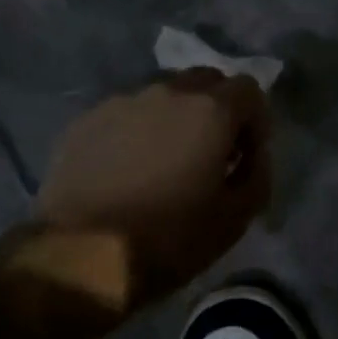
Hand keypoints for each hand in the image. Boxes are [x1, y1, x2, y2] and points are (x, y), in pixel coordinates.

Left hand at [36, 69, 271, 305]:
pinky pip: (126, 114)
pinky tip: (129, 169)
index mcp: (210, 110)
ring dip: (176, 118)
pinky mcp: (86, 121)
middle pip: (206, 81)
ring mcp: (121, 102)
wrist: (80, 257)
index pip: (249, 89)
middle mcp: (168, 92)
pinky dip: (138, 131)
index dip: (256, 121)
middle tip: (212, 152)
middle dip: (218, 109)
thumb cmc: (169, 238)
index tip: (247, 156)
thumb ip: (257, 174)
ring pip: (163, 95)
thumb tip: (253, 155)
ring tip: (166, 160)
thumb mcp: (236, 217)